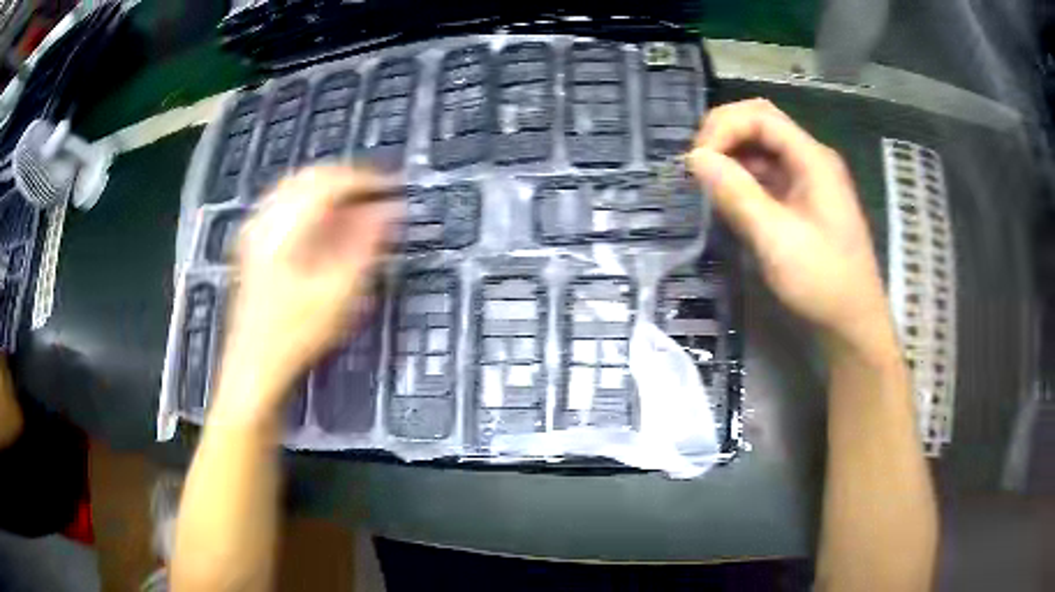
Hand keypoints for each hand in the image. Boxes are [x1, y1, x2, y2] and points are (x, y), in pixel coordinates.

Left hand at [216, 166, 398, 417]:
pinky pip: (286, 205)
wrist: (254, 366)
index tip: (391, 187)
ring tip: (356, 207)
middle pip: (310, 177)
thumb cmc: (295, 335)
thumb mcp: (339, 292)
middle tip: (376, 194)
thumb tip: (389, 212)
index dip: (364, 179)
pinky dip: (311, 205)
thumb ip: (366, 245)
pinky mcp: (253, 244)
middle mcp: (267, 220)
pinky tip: (325, 223)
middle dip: (346, 180)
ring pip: (296, 188)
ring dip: (328, 191)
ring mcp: (256, 231)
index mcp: (285, 227)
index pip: (329, 181)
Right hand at [687, 99, 893, 353]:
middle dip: (724, 135)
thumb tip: (695, 158)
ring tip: (706, 182)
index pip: (760, 116)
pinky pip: (766, 175)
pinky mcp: (801, 200)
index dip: (723, 127)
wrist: (853, 323)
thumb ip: (736, 194)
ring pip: (761, 148)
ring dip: (730, 156)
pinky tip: (727, 197)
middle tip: (697, 165)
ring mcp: (807, 180)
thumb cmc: (823, 283)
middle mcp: (810, 159)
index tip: (696, 161)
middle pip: (761, 123)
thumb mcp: (777, 239)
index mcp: (813, 159)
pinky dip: (741, 178)